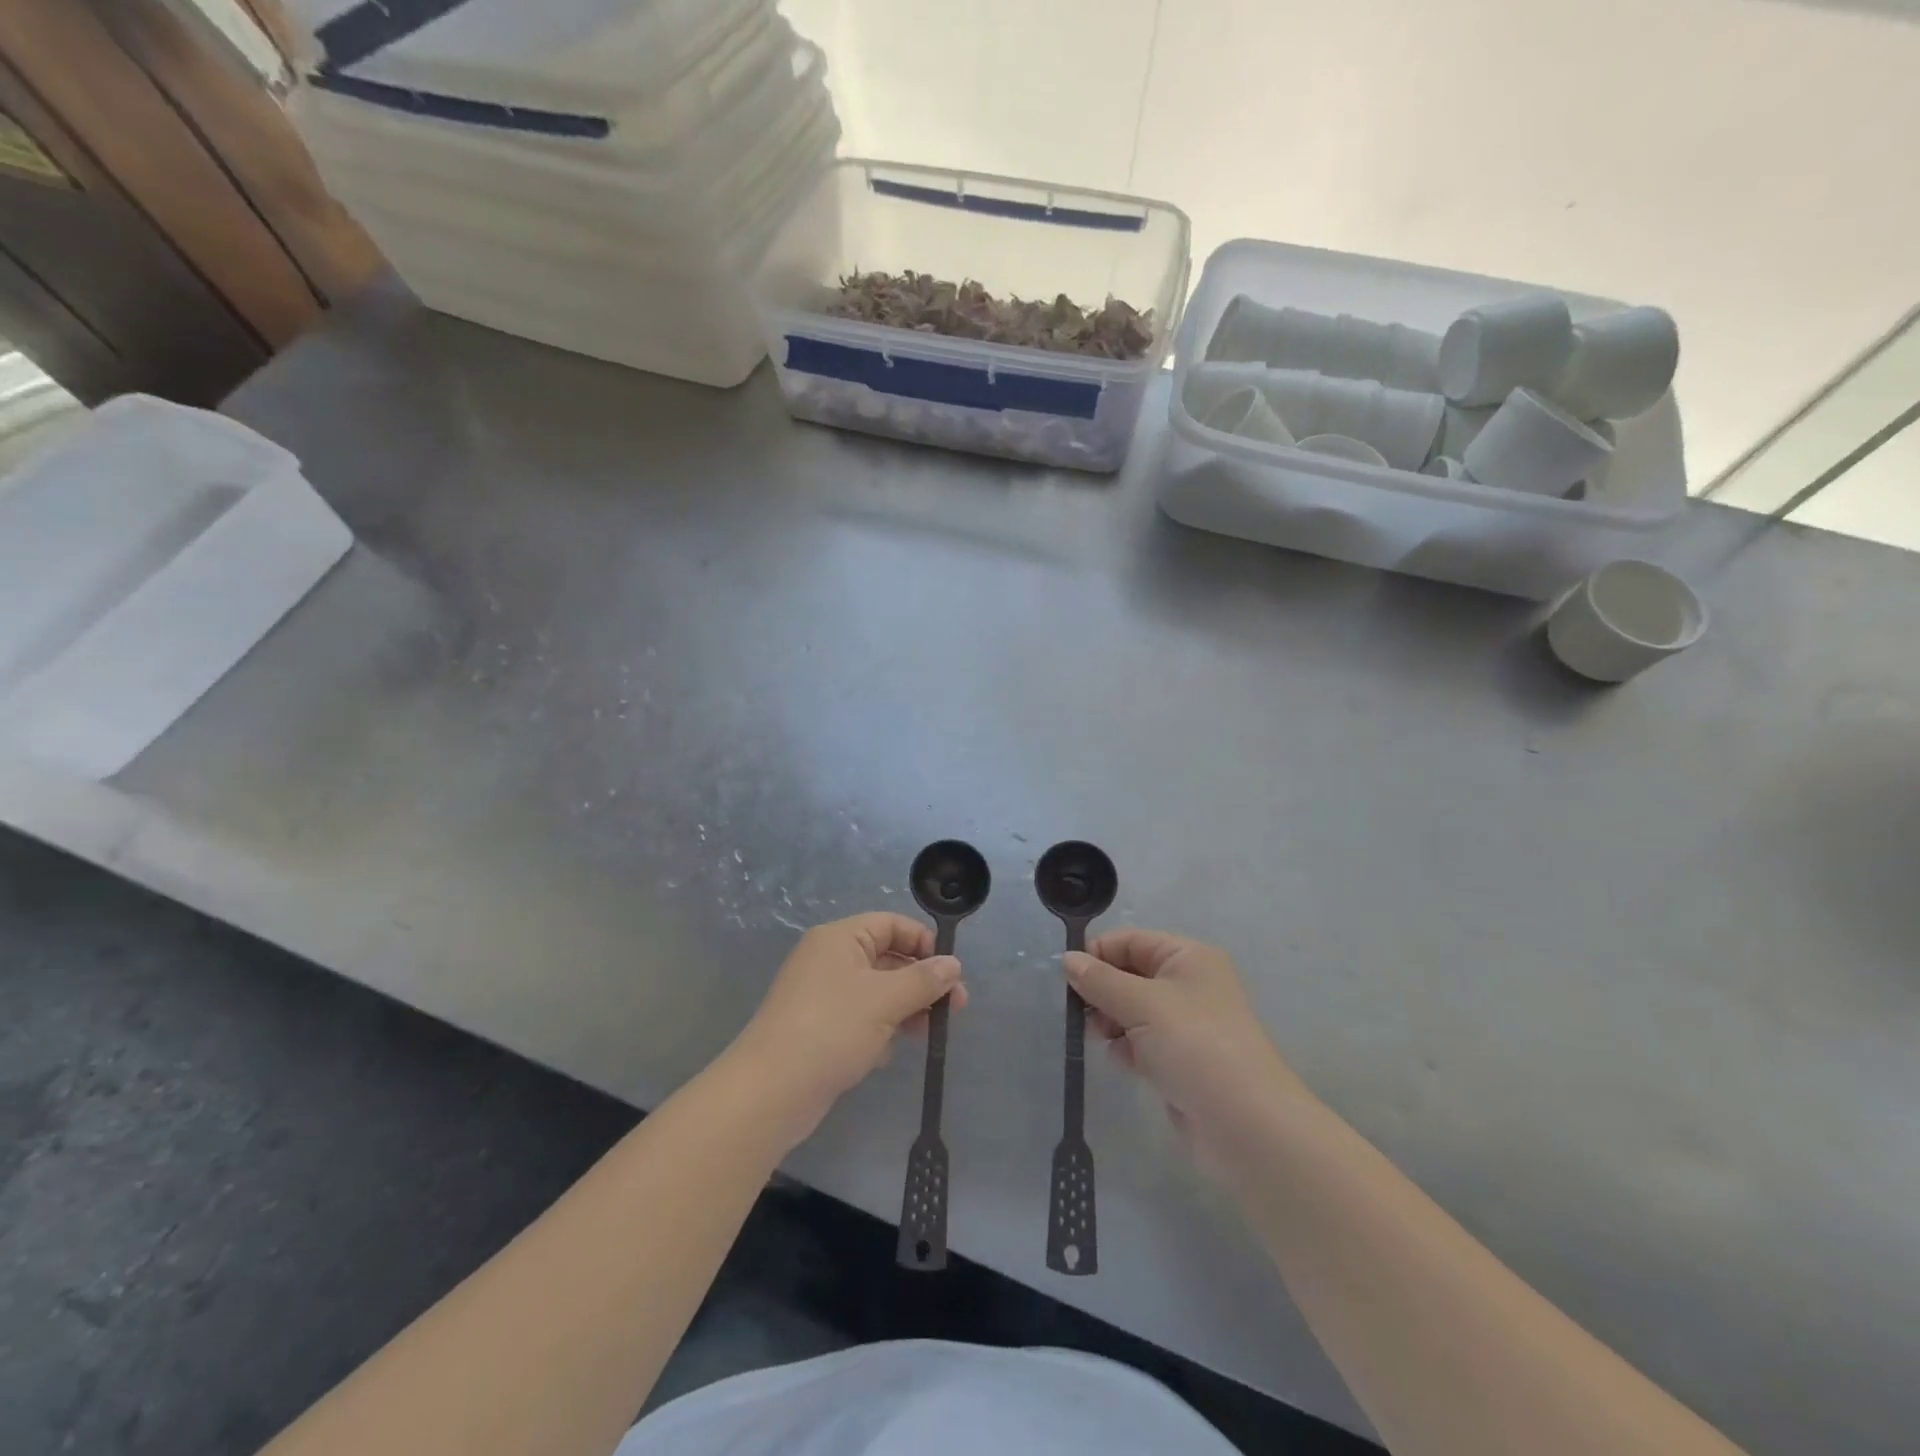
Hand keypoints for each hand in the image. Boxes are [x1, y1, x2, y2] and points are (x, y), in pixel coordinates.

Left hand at [732, 912, 964, 1146]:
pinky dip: (880, 1029)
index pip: (890, 924)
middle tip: (955, 1007)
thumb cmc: (831, 1029)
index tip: (950, 971)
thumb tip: (953, 964)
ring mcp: (822, 996)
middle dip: (921, 980)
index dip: (923, 942)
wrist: (770, 1092)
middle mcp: (829, 960)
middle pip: (886, 957)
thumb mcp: (885, 1000)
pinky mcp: (820, 1029)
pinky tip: (889, 1052)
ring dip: (906, 1007)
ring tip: (931, 1031)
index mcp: (840, 939)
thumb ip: (924, 980)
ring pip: (877, 991)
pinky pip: (860, 1018)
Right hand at [1065, 929, 1308, 1169]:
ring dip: (1111, 1021)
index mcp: (1187, 957)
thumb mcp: (1141, 1004)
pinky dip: (1127, 1049)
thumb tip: (1067, 960)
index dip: (1098, 954)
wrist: (1245, 1126)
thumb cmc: (1194, 1046)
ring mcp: (1186, 1024)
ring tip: (1102, 1038)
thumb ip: (1100, 981)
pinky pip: (1142, 1042)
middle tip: (1081, 1013)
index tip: (1067, 978)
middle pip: (1129, 974)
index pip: (1130, 940)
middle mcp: (1189, 984)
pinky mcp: (1181, 1060)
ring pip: (1132, 1010)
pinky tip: (1123, 1062)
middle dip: (1102, 991)